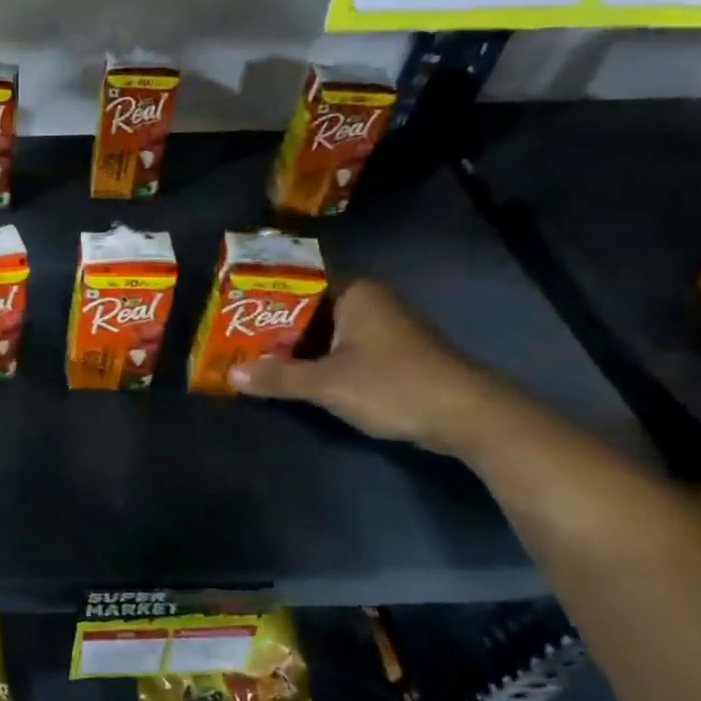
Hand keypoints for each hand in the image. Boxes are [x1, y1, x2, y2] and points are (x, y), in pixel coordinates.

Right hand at [227, 279, 506, 456]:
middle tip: (231, 336)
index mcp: (355, 293)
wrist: (470, 418)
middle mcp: (368, 303)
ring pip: (322, 331)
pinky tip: (289, 374)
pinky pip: (338, 349)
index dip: (262, 295)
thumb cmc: (395, 385)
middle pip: (307, 308)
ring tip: (249, 356)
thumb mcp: (328, 383)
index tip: (230, 308)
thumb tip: (231, 374)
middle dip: (271, 325)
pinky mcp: (388, 355)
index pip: (297, 282)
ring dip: (291, 346)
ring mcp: (380, 329)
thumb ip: (278, 377)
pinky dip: (313, 360)